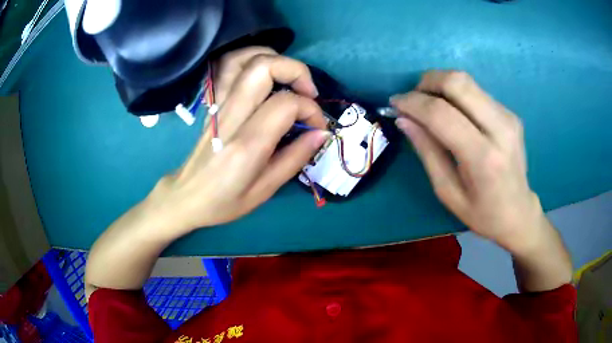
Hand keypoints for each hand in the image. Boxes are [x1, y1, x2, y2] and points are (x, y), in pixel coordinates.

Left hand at [147, 54, 328, 234]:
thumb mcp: (265, 190)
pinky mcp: (213, 103)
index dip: (310, 110)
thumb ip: (295, 158)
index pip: (286, 104)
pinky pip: (228, 67)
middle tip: (309, 93)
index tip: (317, 126)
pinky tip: (265, 72)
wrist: (186, 196)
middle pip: (263, 67)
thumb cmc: (225, 201)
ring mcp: (218, 105)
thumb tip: (321, 133)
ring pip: (244, 59)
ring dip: (274, 59)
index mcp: (247, 144)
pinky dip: (251, 58)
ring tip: (289, 79)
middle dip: (296, 71)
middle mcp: (231, 116)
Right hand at [391, 71, 544, 253]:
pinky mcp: (510, 113)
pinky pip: (476, 91)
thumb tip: (404, 119)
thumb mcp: (447, 191)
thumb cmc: (481, 213)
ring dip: (440, 84)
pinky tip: (451, 112)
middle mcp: (500, 129)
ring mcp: (508, 117)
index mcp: (483, 158)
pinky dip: (455, 94)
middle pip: (458, 83)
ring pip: (467, 81)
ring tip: (428, 103)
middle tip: (413, 98)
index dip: (413, 103)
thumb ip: (427, 151)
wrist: (518, 212)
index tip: (395, 103)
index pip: (442, 114)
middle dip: (427, 82)